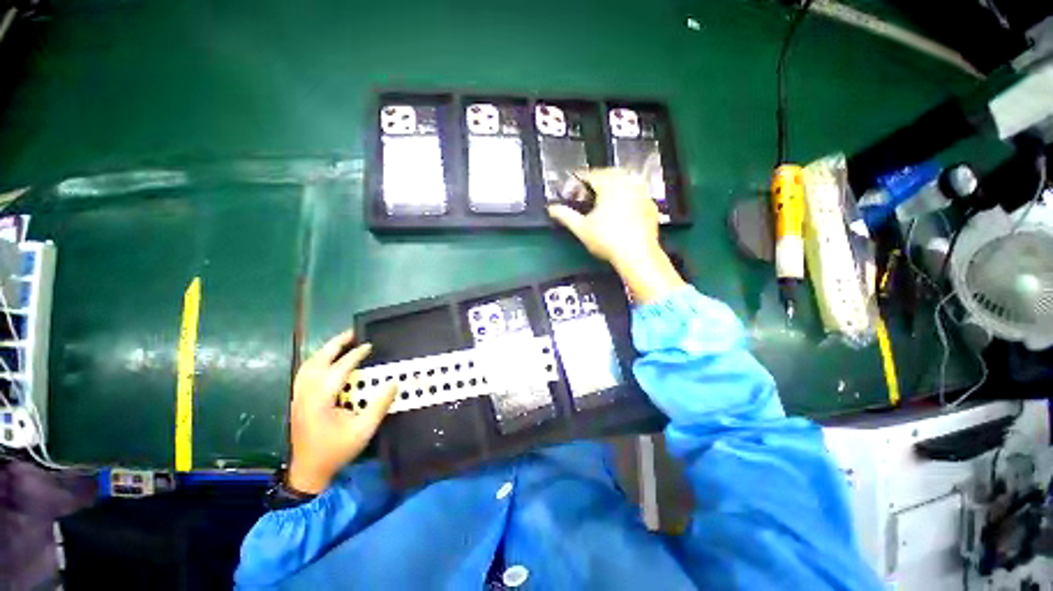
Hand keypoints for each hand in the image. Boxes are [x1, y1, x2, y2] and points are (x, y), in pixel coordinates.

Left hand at [287, 330, 395, 494]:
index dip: (355, 355)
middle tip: (352, 333)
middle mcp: (306, 388)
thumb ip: (378, 406)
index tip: (369, 345)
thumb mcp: (362, 431)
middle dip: (336, 343)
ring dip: (325, 351)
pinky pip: (305, 371)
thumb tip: (393, 384)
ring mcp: (298, 392)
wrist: (310, 467)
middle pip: (320, 357)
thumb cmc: (336, 450)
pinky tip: (323, 364)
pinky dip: (316, 361)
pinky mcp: (296, 398)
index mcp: (321, 394)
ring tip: (340, 345)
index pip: (340, 367)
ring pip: (310, 362)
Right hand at [549, 168, 685, 302]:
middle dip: (596, 182)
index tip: (571, 191)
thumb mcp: (582, 228)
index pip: (589, 174)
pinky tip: (621, 210)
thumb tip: (552, 209)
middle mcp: (627, 183)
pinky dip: (628, 197)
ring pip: (624, 181)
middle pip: (608, 174)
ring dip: (613, 187)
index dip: (577, 182)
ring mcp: (642, 193)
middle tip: (586, 194)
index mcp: (609, 183)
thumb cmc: (610, 241)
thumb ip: (565, 215)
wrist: (639, 256)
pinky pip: (637, 194)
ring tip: (603, 201)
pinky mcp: (651, 205)